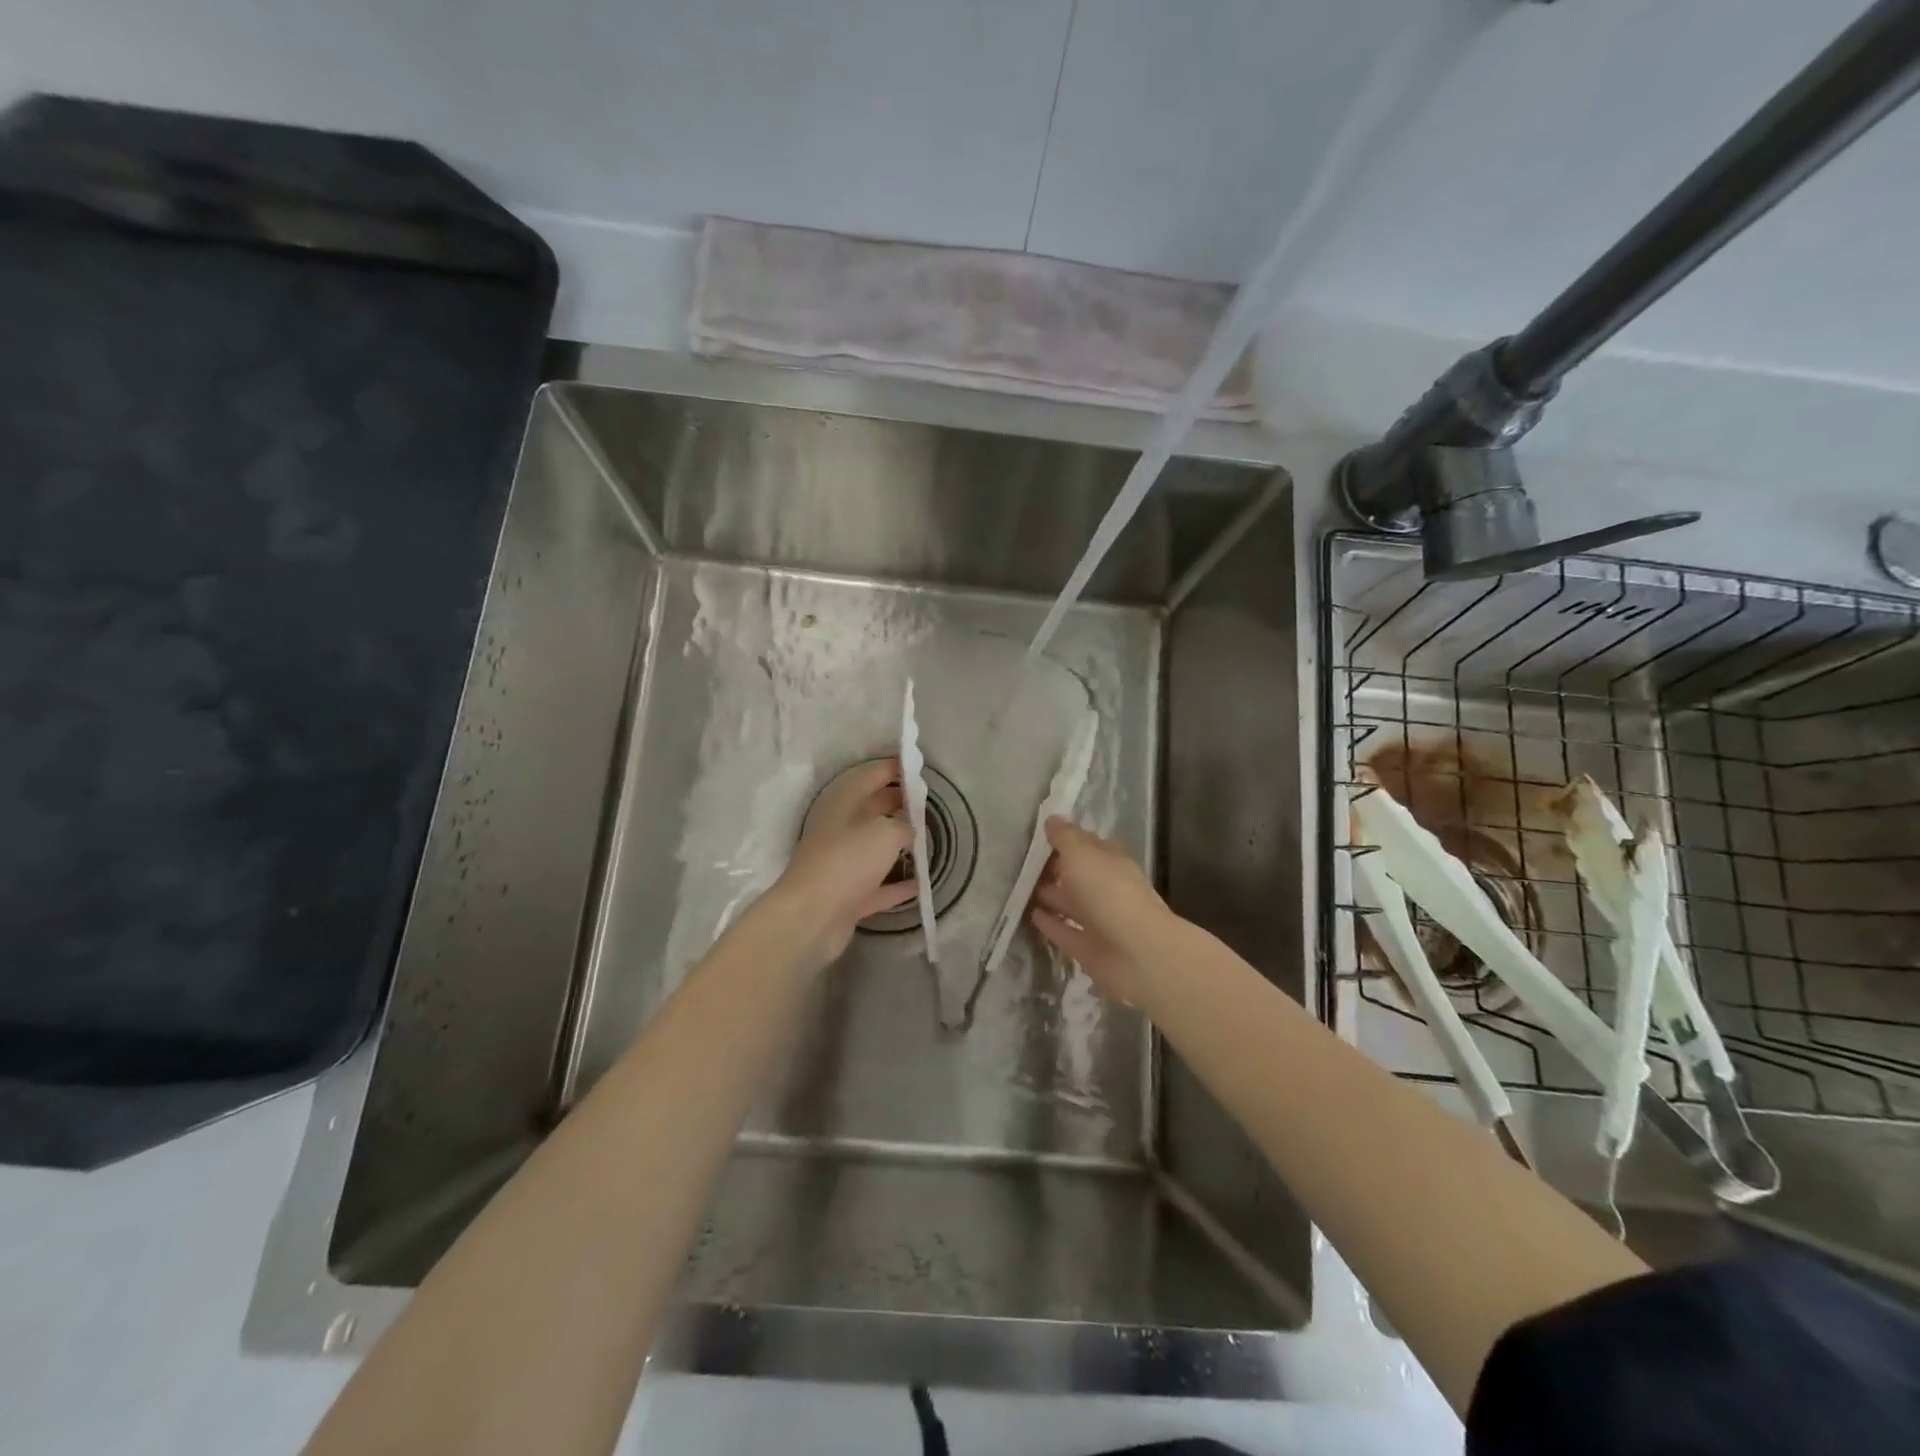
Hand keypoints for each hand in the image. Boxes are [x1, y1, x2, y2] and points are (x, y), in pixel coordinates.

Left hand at [768, 758, 916, 968]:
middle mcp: (839, 829)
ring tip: (926, 839)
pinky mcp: (847, 896)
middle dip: (898, 803)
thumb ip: (904, 825)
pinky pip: (877, 885)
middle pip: (872, 810)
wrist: (812, 916)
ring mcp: (841, 864)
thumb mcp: (886, 833)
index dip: (894, 768)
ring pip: (874, 848)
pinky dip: (896, 884)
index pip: (871, 776)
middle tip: (927, 803)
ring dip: (897, 844)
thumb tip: (909, 830)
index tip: (916, 765)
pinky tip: (920, 883)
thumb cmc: (848, 861)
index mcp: (843, 804)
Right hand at [1030, 817, 1173, 1007]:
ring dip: (1048, 895)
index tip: (1036, 836)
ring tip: (1018, 888)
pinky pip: (1065, 931)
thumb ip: (1065, 837)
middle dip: (1053, 868)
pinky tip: (1030, 916)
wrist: (1138, 953)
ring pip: (1069, 902)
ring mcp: (1098, 920)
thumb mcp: (1082, 854)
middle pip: (1076, 874)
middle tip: (1019, 863)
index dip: (1063, 839)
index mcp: (1109, 861)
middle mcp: (1106, 887)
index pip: (1085, 844)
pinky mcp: (1089, 948)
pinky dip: (1050, 923)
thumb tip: (1052, 819)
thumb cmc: (1108, 892)